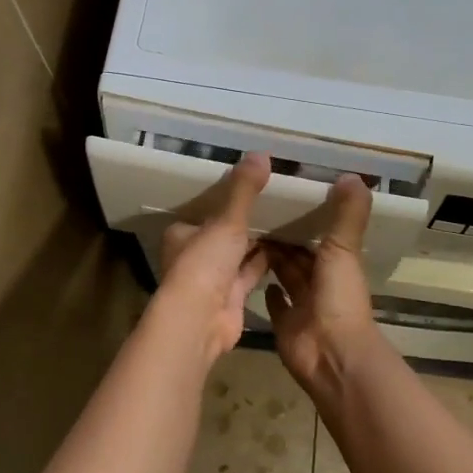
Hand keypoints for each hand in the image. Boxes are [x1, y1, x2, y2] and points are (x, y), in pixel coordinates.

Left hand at [153, 152, 271, 361]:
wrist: (200, 320)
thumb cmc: (204, 263)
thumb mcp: (226, 220)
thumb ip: (244, 189)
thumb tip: (261, 153)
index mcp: (182, 234)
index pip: (205, 212)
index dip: (226, 201)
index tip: (252, 187)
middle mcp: (195, 255)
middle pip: (223, 233)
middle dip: (246, 222)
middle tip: (277, 201)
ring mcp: (213, 279)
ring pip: (239, 254)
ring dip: (259, 241)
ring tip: (288, 219)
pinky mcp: (232, 297)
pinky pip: (252, 272)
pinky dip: (267, 262)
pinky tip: (290, 247)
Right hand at [264, 175, 377, 392]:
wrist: (332, 355)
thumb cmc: (339, 298)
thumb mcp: (343, 249)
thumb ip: (347, 214)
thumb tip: (354, 175)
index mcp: (337, 263)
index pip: (319, 233)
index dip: (305, 216)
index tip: (283, 194)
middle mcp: (321, 282)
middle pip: (299, 254)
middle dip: (282, 236)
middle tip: (254, 210)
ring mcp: (303, 305)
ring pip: (286, 275)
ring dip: (271, 259)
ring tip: (245, 234)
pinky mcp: (286, 326)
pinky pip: (276, 305)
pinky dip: (268, 292)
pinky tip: (252, 274)